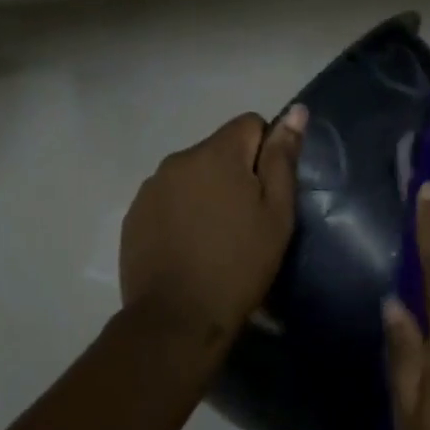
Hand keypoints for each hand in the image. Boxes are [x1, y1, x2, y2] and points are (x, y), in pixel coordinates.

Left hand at [119, 106, 307, 338]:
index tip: (267, 192)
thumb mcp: (276, 214)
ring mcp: (150, 187)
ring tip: (215, 238)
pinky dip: (181, 212)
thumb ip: (283, 159)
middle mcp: (177, 159)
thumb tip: (295, 111)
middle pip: (218, 150)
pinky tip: (188, 247)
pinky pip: (167, 198)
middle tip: (246, 221)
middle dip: (235, 173)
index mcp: (216, 153)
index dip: (266, 152)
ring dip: (206, 192)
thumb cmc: (239, 265)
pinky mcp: (134, 215)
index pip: (249, 124)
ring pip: (191, 175)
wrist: (177, 318)